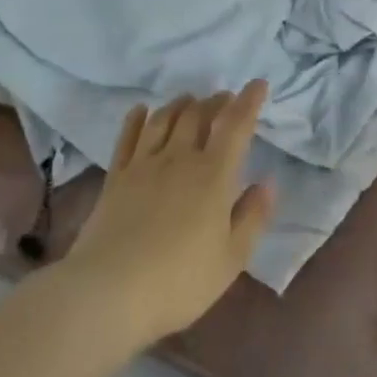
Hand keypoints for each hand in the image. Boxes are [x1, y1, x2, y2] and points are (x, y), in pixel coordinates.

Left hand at [64, 82, 275, 345]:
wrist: (109, 291)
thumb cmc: (179, 280)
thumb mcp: (231, 258)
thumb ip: (252, 217)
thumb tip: (267, 182)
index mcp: (213, 175)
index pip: (235, 126)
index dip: (249, 101)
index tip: (258, 84)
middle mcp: (179, 158)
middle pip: (198, 115)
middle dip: (215, 101)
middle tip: (224, 99)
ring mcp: (143, 165)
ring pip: (164, 119)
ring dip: (181, 104)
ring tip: (190, 101)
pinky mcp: (115, 177)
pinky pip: (128, 137)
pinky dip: (137, 118)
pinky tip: (142, 111)